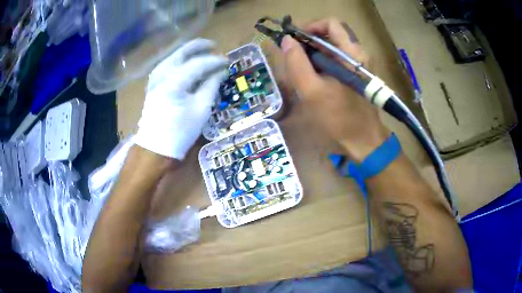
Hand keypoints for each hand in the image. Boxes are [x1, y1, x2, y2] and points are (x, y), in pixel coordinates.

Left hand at [134, 39, 227, 159]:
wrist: (155, 148)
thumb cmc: (180, 131)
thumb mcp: (201, 109)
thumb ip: (211, 86)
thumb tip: (221, 71)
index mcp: (174, 81)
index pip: (199, 63)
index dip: (215, 61)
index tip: (227, 62)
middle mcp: (162, 74)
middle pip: (182, 52)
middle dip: (199, 47)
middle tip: (214, 46)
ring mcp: (155, 78)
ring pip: (173, 56)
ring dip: (188, 52)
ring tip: (203, 52)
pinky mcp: (153, 84)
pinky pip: (167, 64)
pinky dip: (179, 60)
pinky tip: (186, 62)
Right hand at [282, 18, 389, 161]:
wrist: (363, 140)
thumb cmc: (339, 118)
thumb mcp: (312, 91)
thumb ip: (297, 63)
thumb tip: (287, 40)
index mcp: (352, 53)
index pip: (331, 23)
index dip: (310, 26)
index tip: (294, 40)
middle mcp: (358, 53)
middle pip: (330, 34)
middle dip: (308, 41)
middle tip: (293, 56)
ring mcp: (358, 64)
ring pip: (331, 47)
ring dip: (313, 53)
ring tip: (301, 70)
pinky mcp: (355, 74)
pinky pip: (335, 59)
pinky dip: (321, 63)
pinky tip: (313, 78)